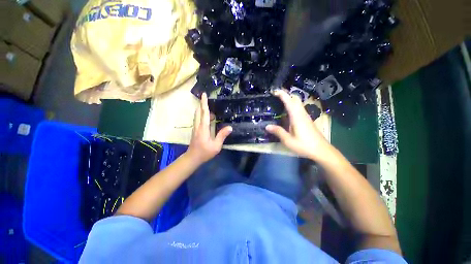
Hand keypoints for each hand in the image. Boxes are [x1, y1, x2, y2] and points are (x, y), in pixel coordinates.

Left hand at [186, 93, 231, 164]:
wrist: (192, 158)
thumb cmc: (204, 152)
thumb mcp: (216, 146)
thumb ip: (222, 136)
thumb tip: (230, 127)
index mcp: (203, 128)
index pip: (204, 113)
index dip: (204, 103)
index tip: (204, 94)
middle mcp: (198, 126)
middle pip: (199, 112)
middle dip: (203, 105)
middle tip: (210, 102)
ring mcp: (195, 128)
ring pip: (198, 115)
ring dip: (203, 111)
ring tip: (214, 113)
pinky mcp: (195, 130)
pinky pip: (198, 119)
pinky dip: (203, 116)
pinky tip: (210, 119)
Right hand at [266, 89, 332, 160]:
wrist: (321, 150)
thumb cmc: (304, 145)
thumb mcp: (288, 141)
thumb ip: (278, 132)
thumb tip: (267, 126)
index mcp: (297, 117)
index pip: (289, 101)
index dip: (282, 94)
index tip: (274, 91)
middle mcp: (302, 114)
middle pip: (295, 99)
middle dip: (286, 95)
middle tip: (275, 96)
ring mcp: (305, 116)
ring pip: (298, 103)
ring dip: (289, 100)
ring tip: (278, 103)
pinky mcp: (307, 120)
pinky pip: (298, 109)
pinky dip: (292, 106)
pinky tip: (286, 114)